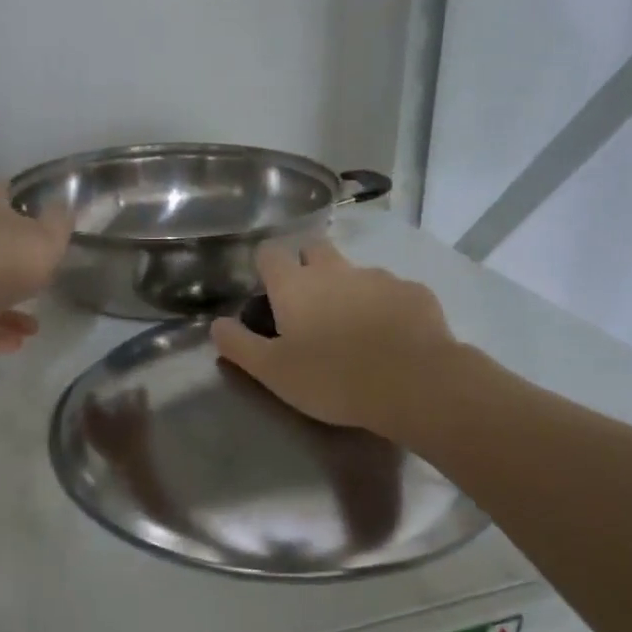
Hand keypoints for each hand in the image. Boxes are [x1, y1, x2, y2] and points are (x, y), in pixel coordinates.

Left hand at [0, 180, 72, 351]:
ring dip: (8, 307)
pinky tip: (14, 344)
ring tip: (32, 327)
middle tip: (33, 274)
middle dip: (8, 258)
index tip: (13, 192)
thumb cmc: (9, 260)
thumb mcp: (47, 238)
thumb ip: (58, 222)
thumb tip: (62, 202)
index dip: (4, 190)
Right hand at [210, 241, 458, 437]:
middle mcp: (335, 270)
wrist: (414, 383)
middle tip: (308, 304)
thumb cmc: (333, 379)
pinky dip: (386, 306)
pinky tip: (392, 336)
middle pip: (315, 248)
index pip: (270, 252)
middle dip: (307, 264)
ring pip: (355, 271)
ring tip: (354, 328)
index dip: (265, 265)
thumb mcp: (273, 373)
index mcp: (296, 286)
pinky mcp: (414, 292)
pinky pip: (392, 291)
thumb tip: (217, 324)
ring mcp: (378, 277)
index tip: (267, 288)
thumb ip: (240, 345)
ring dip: (348, 288)